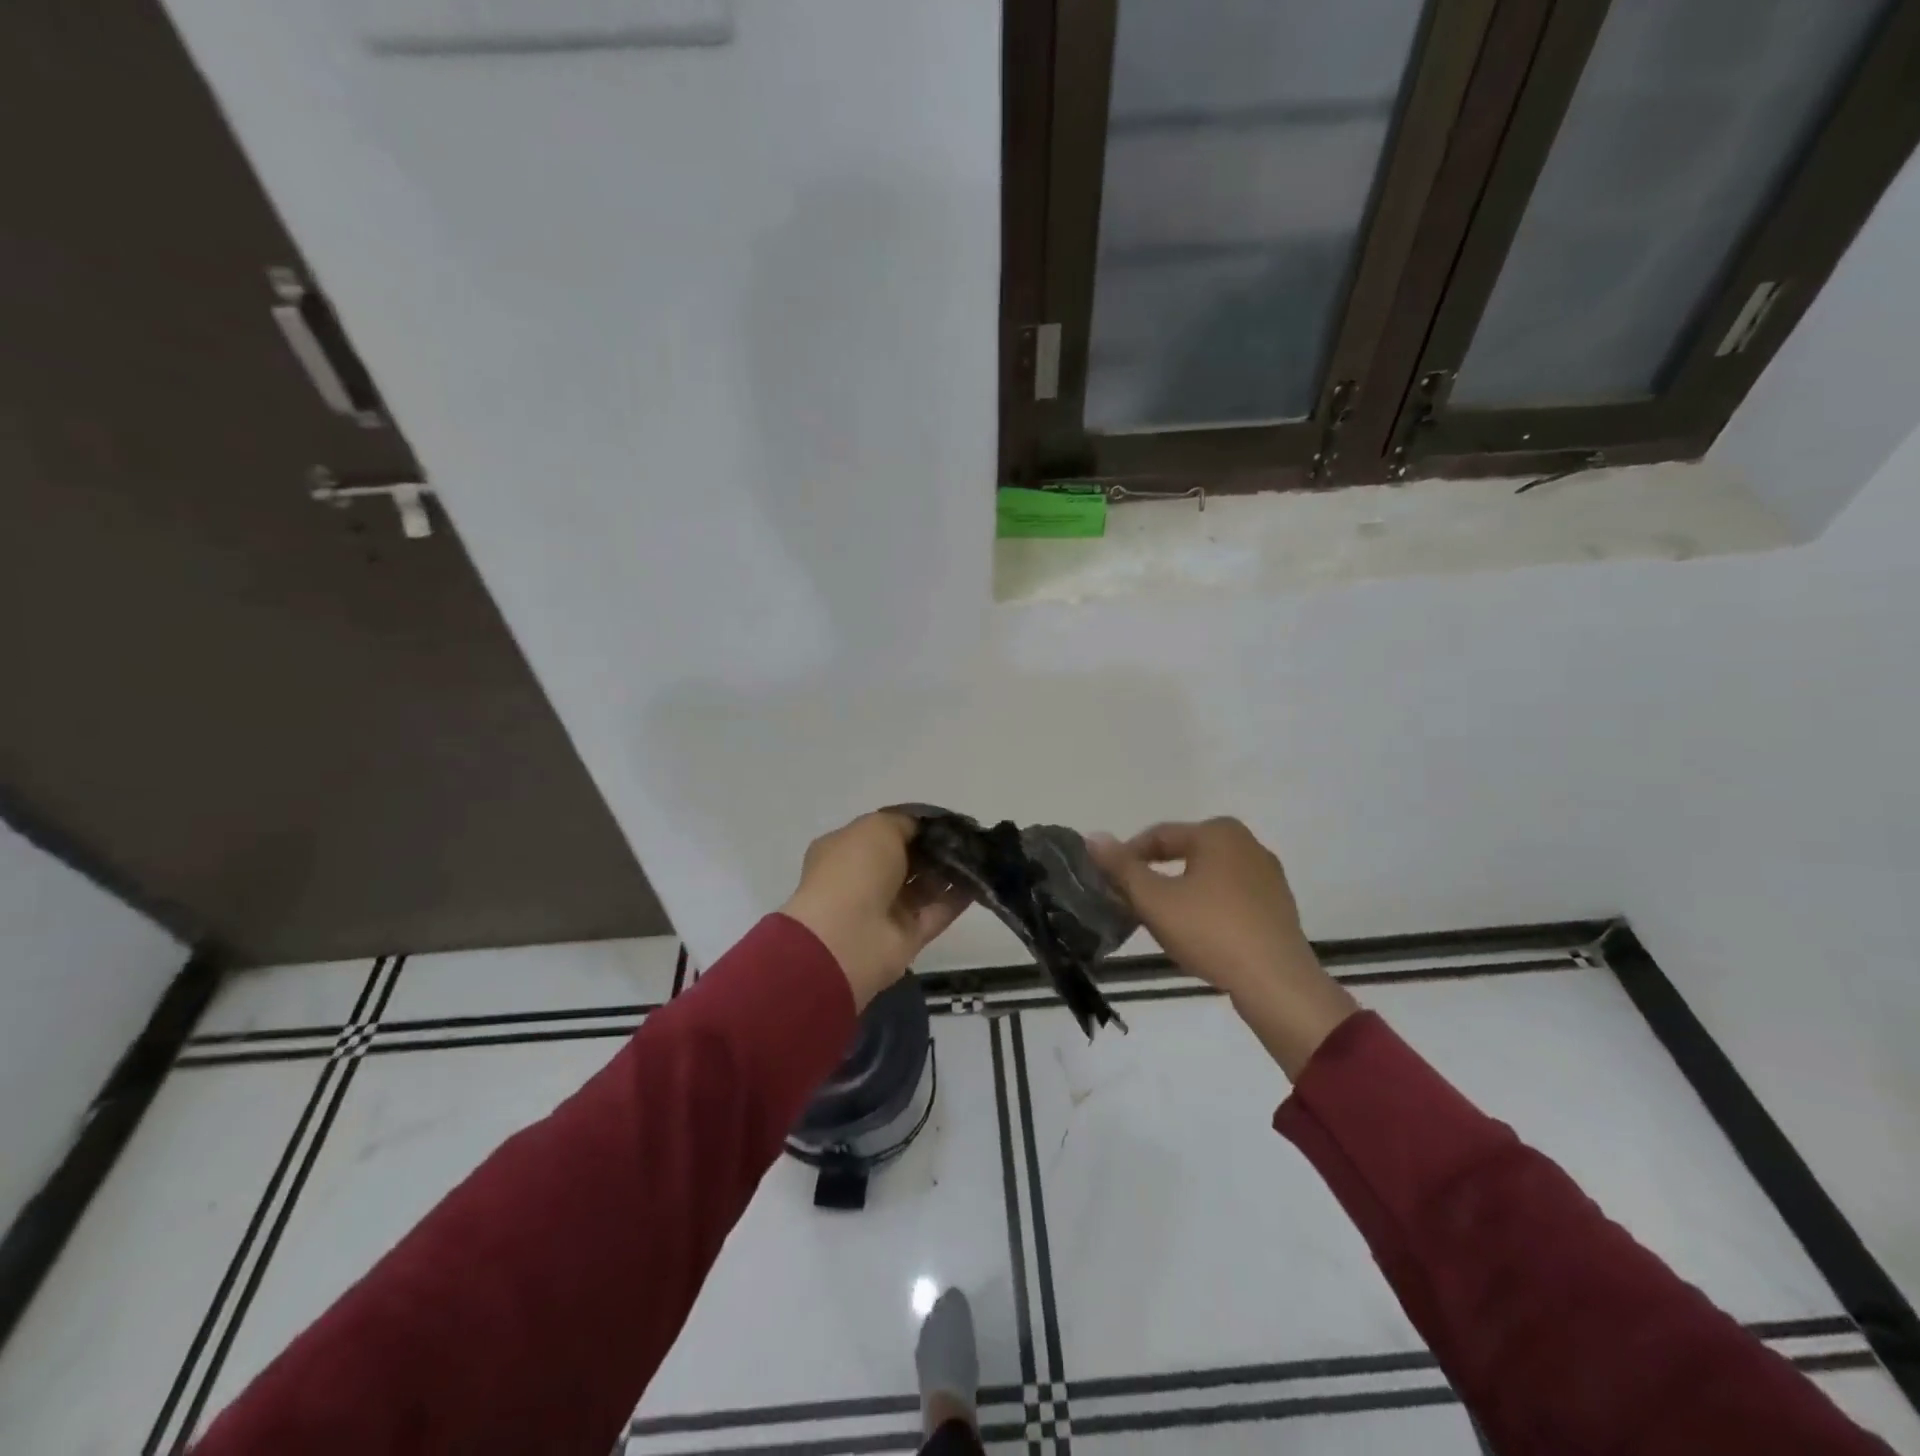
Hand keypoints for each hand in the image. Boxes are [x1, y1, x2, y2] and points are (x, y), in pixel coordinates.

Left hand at [781, 812, 969, 1009]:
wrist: (845, 939)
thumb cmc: (855, 870)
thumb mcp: (877, 827)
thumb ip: (904, 823)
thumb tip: (923, 829)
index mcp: (847, 850)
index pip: (886, 833)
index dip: (915, 826)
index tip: (946, 820)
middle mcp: (865, 879)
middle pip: (908, 860)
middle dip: (936, 848)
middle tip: (968, 837)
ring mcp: (887, 910)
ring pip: (925, 886)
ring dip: (950, 870)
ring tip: (980, 854)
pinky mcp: (908, 936)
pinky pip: (938, 912)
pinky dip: (959, 897)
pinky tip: (980, 879)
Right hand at [1089, 818, 1356, 1077]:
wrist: (1277, 984)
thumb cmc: (1211, 932)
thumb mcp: (1155, 900)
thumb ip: (1121, 868)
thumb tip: (1093, 837)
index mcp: (1218, 832)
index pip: (1158, 836)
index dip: (1126, 857)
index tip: (1107, 882)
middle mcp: (1247, 843)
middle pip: (1184, 853)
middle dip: (1153, 875)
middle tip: (1129, 902)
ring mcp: (1267, 875)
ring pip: (1207, 876)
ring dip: (1179, 892)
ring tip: (1158, 921)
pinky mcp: (1277, 905)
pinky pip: (1230, 896)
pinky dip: (1206, 907)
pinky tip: (1196, 934)